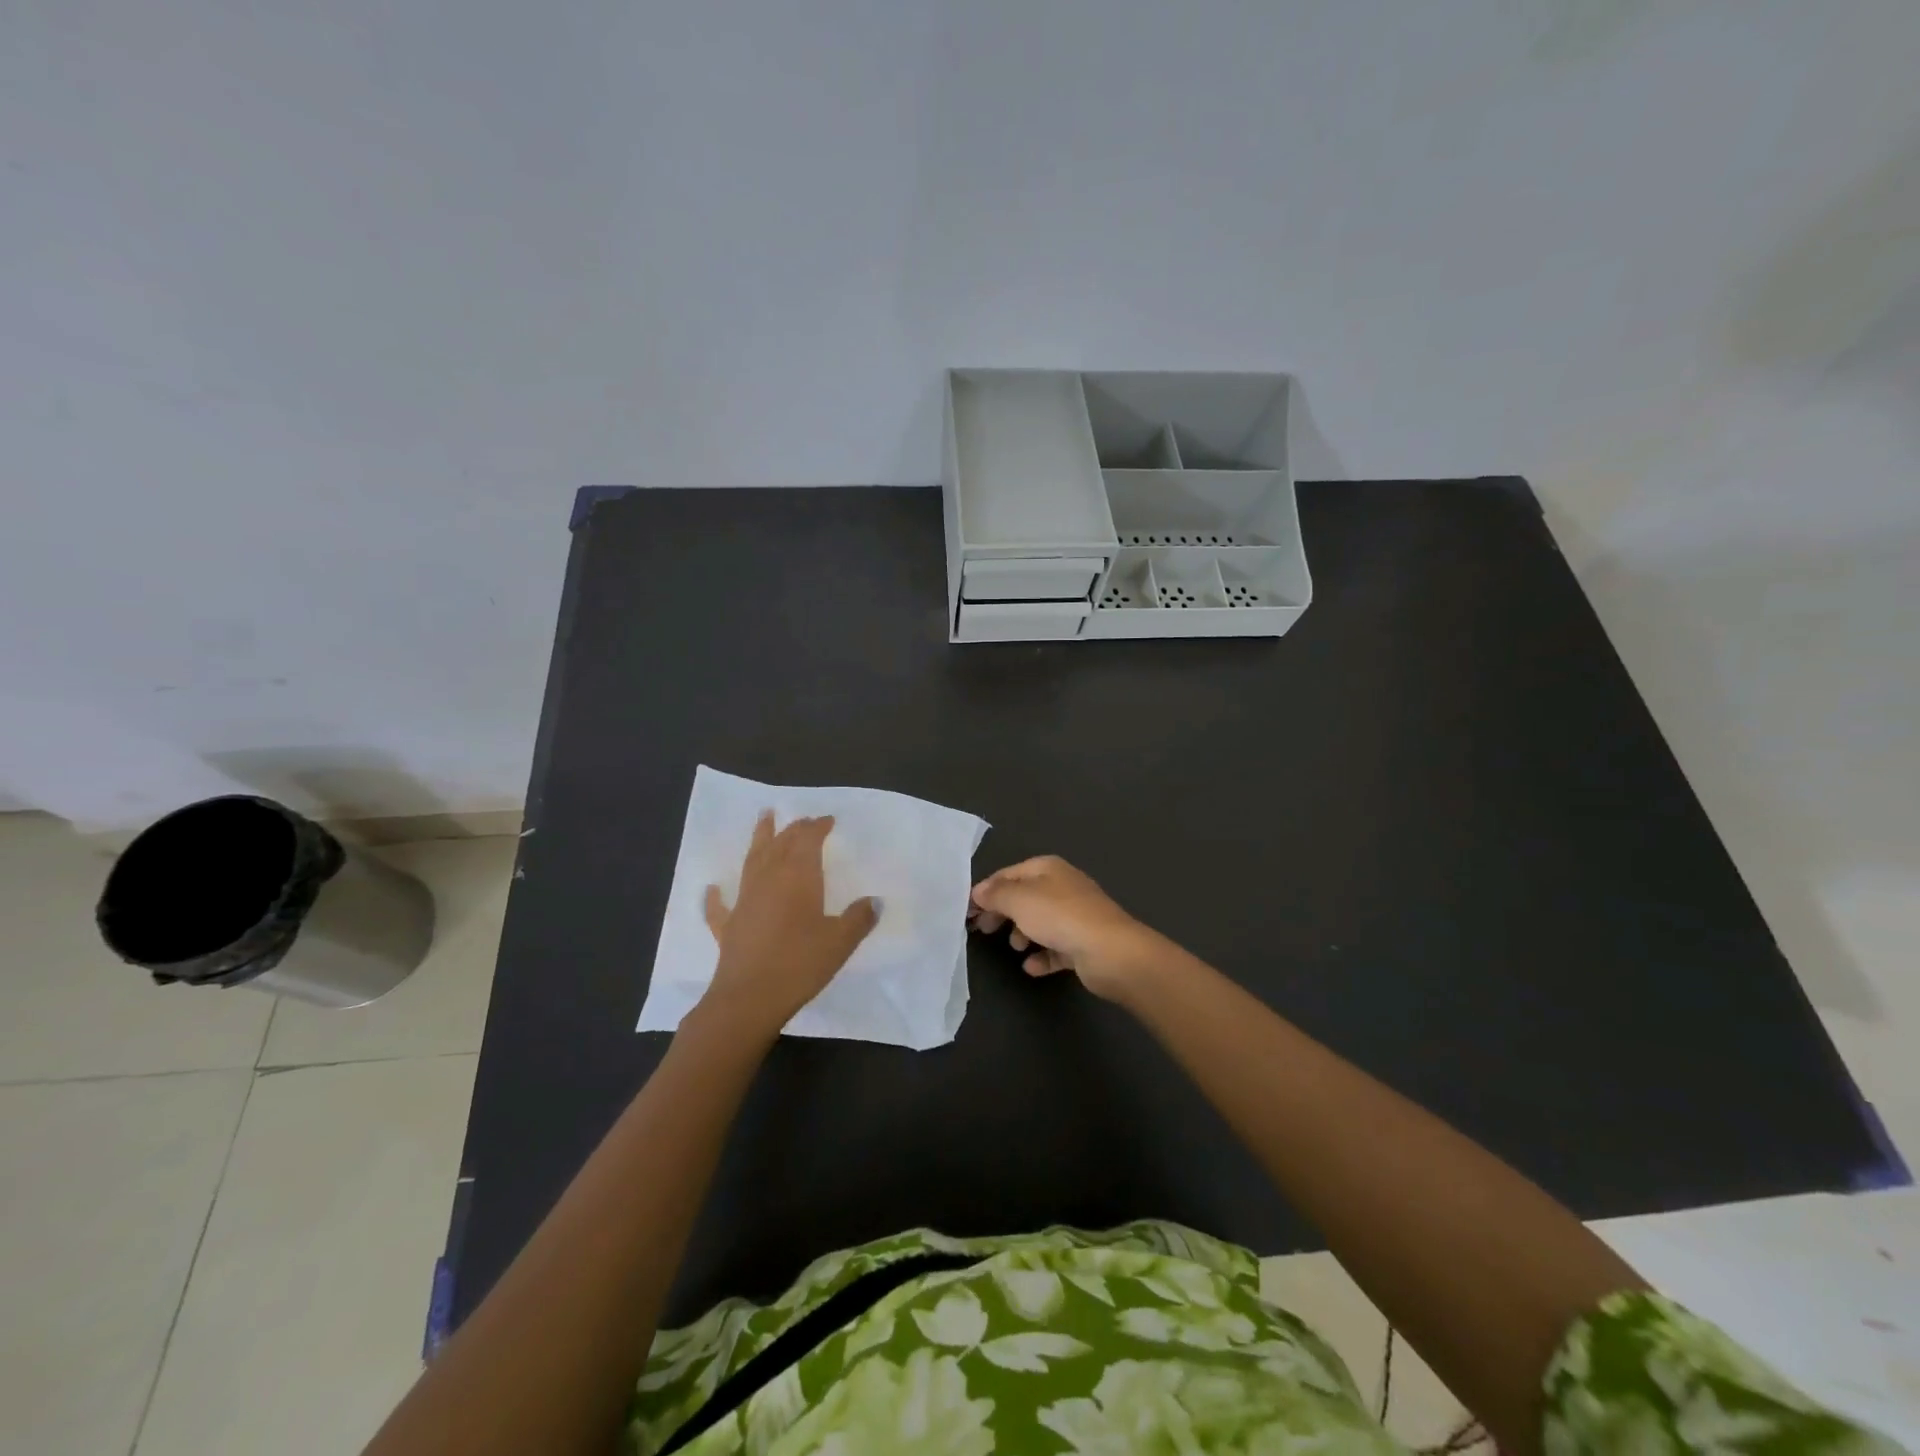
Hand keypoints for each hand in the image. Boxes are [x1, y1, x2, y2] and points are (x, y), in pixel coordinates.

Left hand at [699, 812, 878, 1037]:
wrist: (749, 998)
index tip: (828, 820)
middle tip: (802, 819)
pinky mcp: (729, 926)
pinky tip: (713, 888)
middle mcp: (769, 880)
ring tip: (763, 819)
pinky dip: (717, 895)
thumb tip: (875, 900)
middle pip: (781, 844)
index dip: (818, 827)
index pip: (808, 841)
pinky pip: (721, 905)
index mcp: (798, 877)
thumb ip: (859, 918)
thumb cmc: (800, 964)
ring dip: (759, 839)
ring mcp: (745, 901)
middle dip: (793, 829)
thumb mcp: (840, 941)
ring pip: (752, 861)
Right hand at [969, 855, 1158, 1001]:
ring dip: (1022, 934)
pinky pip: (1056, 948)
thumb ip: (996, 894)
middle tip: (982, 929)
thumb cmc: (1060, 917)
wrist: (1110, 951)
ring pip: (1040, 922)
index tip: (966, 910)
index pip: (1008, 874)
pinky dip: (1042, 955)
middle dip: (1002, 912)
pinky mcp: (1083, 943)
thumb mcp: (1019, 900)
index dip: (986, 890)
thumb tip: (978, 892)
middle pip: (1023, 897)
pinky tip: (1032, 967)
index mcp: (1047, 868)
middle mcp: (1062, 887)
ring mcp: (1076, 915)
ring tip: (1015, 947)